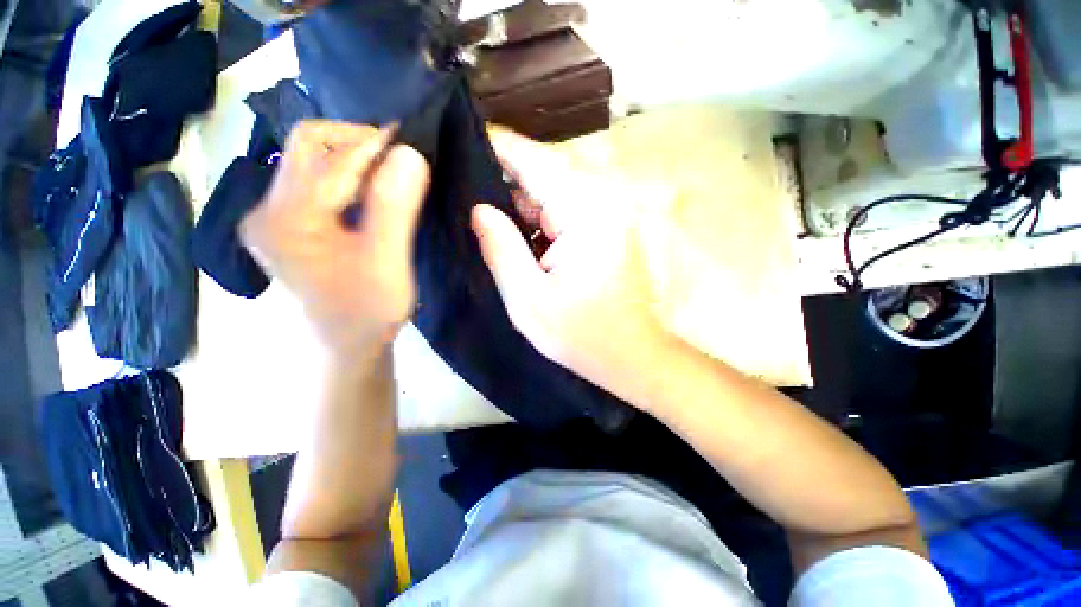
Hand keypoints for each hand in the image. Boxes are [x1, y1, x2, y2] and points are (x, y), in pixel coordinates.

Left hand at [241, 121, 429, 356]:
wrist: (346, 344)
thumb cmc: (368, 311)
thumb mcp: (388, 263)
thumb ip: (394, 208)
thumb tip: (409, 153)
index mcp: (286, 219)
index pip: (327, 155)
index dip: (371, 143)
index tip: (409, 139)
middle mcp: (267, 210)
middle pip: (308, 148)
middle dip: (357, 145)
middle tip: (399, 159)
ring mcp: (274, 218)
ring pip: (314, 165)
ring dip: (355, 162)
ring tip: (392, 175)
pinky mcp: (289, 226)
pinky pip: (318, 185)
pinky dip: (349, 180)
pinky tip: (374, 194)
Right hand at [472, 129, 674, 399]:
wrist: (633, 355)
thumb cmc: (583, 336)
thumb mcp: (528, 300)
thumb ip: (500, 248)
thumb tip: (478, 208)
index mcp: (587, 209)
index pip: (532, 157)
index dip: (493, 146)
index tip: (455, 143)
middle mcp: (604, 197)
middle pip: (541, 170)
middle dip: (503, 184)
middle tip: (465, 201)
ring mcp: (610, 209)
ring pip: (551, 189)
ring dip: (521, 206)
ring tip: (488, 225)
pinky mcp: (608, 224)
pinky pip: (564, 207)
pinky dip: (539, 219)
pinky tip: (521, 239)